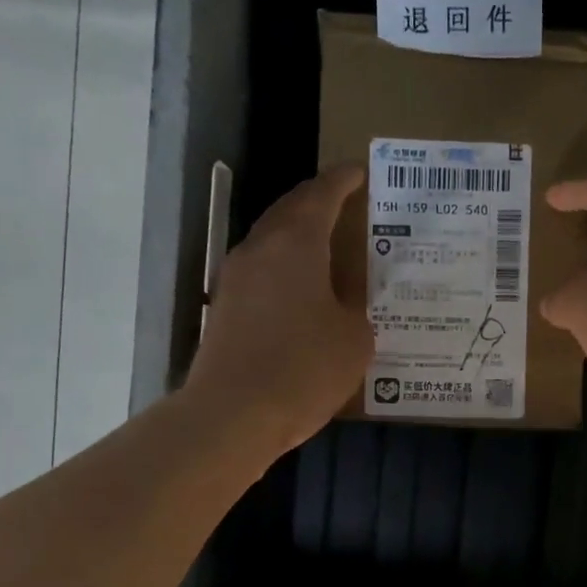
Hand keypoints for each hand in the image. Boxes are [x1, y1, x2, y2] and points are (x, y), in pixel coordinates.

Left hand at [184, 164, 372, 454]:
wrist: (233, 414)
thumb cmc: (303, 369)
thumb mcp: (353, 339)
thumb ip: (356, 309)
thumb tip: (345, 303)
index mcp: (296, 244)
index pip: (321, 194)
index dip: (344, 180)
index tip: (361, 171)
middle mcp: (260, 249)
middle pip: (289, 211)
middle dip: (317, 203)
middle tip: (346, 205)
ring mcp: (235, 279)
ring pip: (271, 242)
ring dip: (298, 238)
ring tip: (328, 248)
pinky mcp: (225, 309)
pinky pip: (261, 274)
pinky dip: (285, 270)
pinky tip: (302, 293)